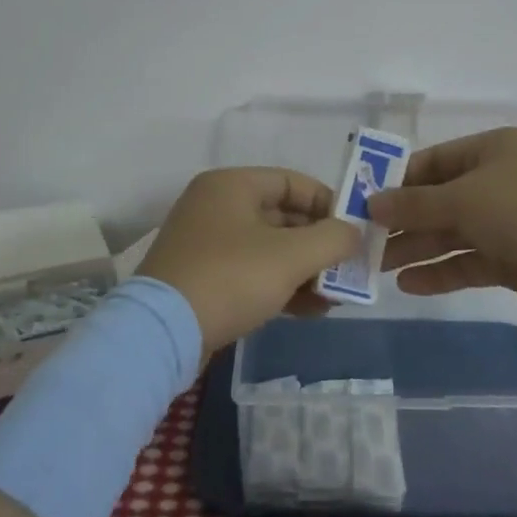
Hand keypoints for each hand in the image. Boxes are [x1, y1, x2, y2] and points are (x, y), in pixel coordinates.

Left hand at [138, 168, 360, 355]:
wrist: (162, 334)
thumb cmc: (231, 278)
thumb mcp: (291, 256)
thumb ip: (332, 239)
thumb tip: (353, 233)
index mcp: (232, 185)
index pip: (293, 182)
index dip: (328, 203)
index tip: (354, 230)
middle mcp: (216, 206)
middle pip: (282, 216)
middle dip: (319, 243)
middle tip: (349, 267)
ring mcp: (206, 243)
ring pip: (269, 248)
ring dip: (304, 269)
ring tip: (335, 295)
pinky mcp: (202, 277)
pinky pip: (251, 272)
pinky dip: (280, 285)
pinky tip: (310, 310)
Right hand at [369, 128, 516, 320]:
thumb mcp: (466, 199)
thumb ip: (416, 203)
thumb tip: (372, 202)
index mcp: (489, 151)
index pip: (432, 162)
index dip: (396, 182)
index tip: (362, 204)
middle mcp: (496, 182)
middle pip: (439, 200)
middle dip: (403, 220)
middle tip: (363, 242)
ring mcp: (507, 222)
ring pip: (451, 233)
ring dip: (416, 248)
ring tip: (376, 267)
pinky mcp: (515, 259)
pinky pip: (469, 262)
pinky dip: (441, 271)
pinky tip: (409, 284)